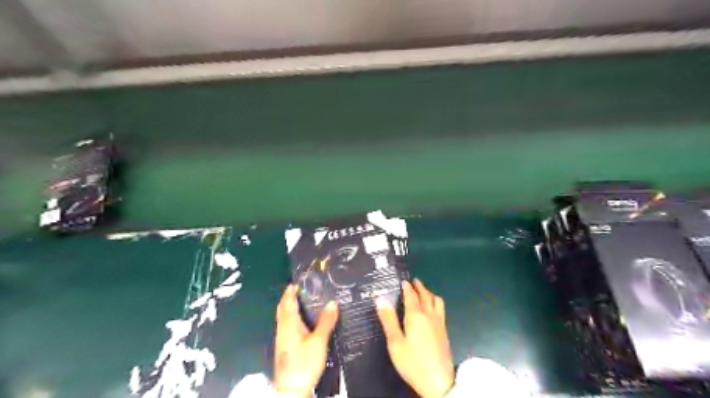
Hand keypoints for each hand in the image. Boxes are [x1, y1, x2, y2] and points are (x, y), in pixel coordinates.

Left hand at [273, 284, 337, 396]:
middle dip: (289, 298)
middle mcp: (283, 329)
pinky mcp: (285, 348)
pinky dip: (293, 318)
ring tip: (304, 302)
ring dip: (291, 308)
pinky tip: (304, 323)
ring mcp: (282, 339)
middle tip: (301, 290)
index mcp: (289, 324)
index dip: (291, 291)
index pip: (287, 302)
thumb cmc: (304, 362)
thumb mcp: (319, 341)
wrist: (292, 389)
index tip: (297, 282)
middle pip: (283, 309)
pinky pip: (287, 326)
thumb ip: (325, 321)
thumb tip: (332, 302)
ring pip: (284, 318)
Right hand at [376, 278, 454, 397]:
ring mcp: (439, 323)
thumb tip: (380, 299)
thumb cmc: (413, 362)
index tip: (404, 281)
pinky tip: (433, 309)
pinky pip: (441, 309)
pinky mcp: (445, 332)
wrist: (438, 382)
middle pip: (426, 296)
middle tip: (415, 281)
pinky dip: (435, 302)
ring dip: (430, 293)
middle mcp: (429, 315)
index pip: (411, 296)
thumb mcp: (395, 342)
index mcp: (416, 315)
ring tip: (425, 291)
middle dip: (420, 287)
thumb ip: (388, 320)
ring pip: (437, 301)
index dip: (407, 288)